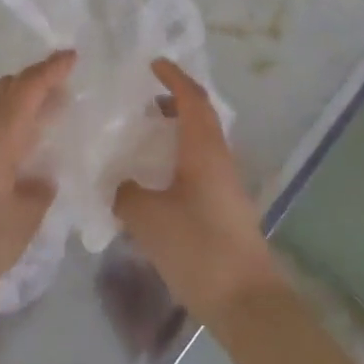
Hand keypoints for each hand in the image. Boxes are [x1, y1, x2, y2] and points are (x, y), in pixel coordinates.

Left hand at [0, 49, 74, 327]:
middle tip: (60, 88)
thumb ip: (38, 189)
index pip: (27, 88)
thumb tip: (39, 178)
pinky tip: (6, 146)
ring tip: (36, 115)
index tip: (71, 56)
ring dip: (11, 101)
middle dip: (32, 83)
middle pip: (3, 89)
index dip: (51, 70)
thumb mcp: (24, 218)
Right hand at [114, 60, 282, 323]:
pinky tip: (157, 179)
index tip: (153, 63)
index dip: (174, 77)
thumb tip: (119, 184)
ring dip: (177, 130)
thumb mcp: (148, 218)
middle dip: (175, 101)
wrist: (244, 299)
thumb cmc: (198, 247)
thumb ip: (126, 193)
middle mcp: (219, 158)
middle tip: (144, 100)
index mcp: (204, 149)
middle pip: (200, 116)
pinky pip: (200, 166)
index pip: (193, 99)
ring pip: (201, 142)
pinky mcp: (225, 206)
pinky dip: (179, 157)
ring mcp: (225, 184)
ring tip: (146, 136)